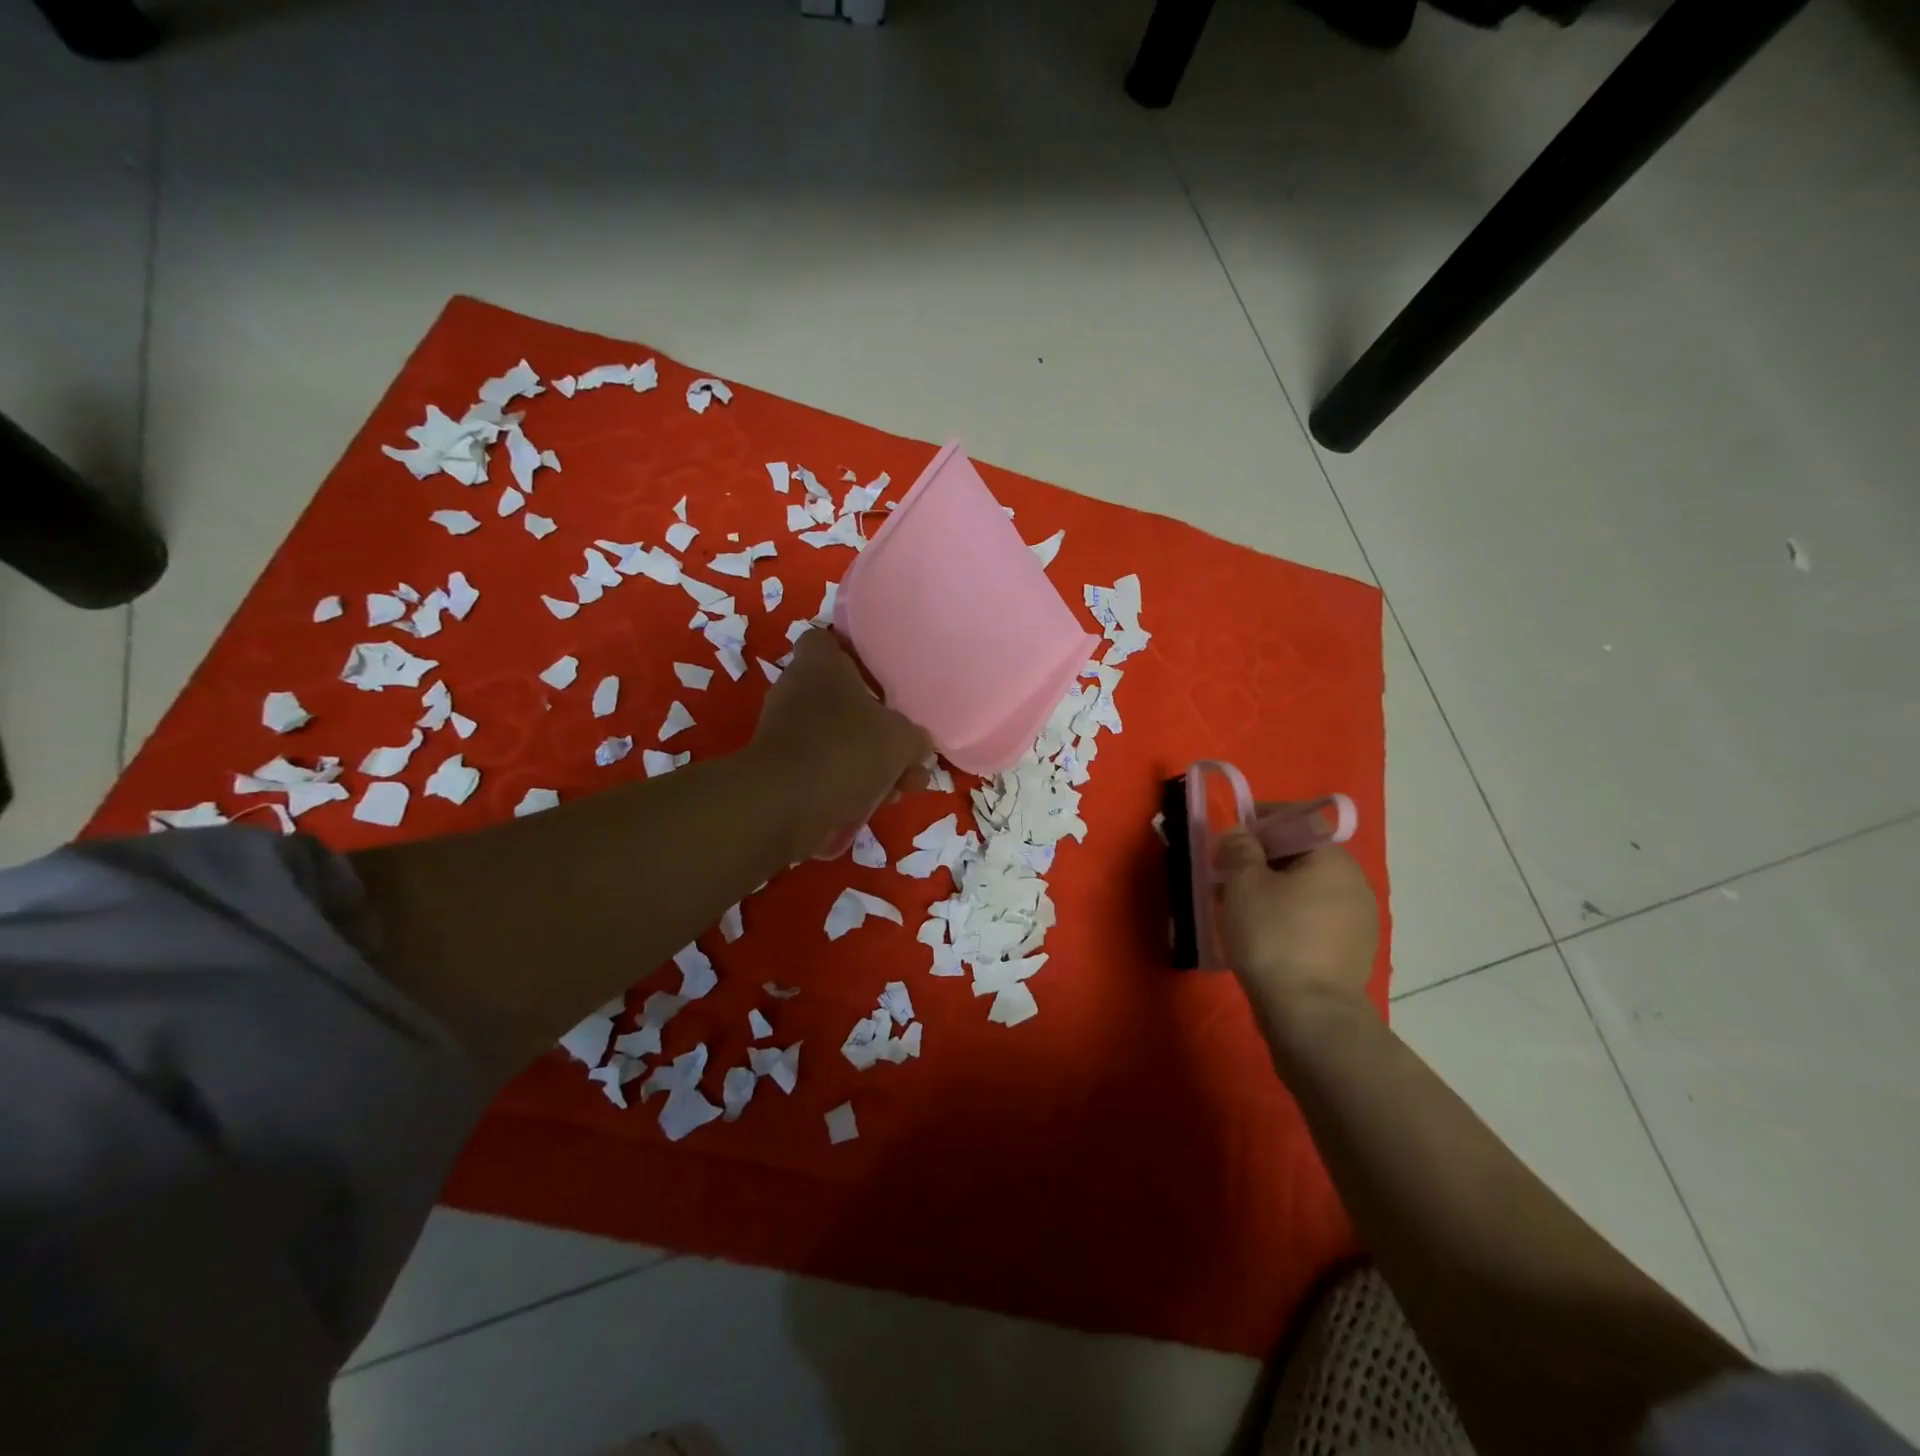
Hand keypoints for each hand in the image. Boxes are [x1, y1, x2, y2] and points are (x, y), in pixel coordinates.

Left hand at [749, 628, 930, 860]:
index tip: (882, 678)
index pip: (828, 642)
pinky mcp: (781, 772)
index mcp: (820, 667)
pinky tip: (879, 805)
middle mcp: (796, 692)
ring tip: (904, 789)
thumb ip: (914, 738)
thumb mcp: (901, 740)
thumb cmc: (846, 749)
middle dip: (879, 730)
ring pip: (839, 741)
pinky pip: (824, 771)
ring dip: (872, 764)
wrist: (784, 805)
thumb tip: (915, 745)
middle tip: (908, 753)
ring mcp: (785, 734)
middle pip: (843, 702)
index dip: (855, 656)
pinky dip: (850, 785)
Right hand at [1214, 824, 1378, 1026]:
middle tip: (1225, 876)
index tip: (1228, 840)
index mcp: (1334, 859)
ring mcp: (1358, 921)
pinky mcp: (1351, 952)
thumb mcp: (1243, 883)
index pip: (1296, 821)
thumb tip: (1242, 834)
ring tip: (1238, 908)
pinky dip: (1286, 917)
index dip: (1258, 823)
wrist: (1310, 1015)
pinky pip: (1312, 919)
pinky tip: (1261, 935)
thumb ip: (1239, 848)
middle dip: (1261, 860)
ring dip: (1272, 890)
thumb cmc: (1273, 937)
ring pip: (1305, 889)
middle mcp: (1354, 883)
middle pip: (1300, 856)